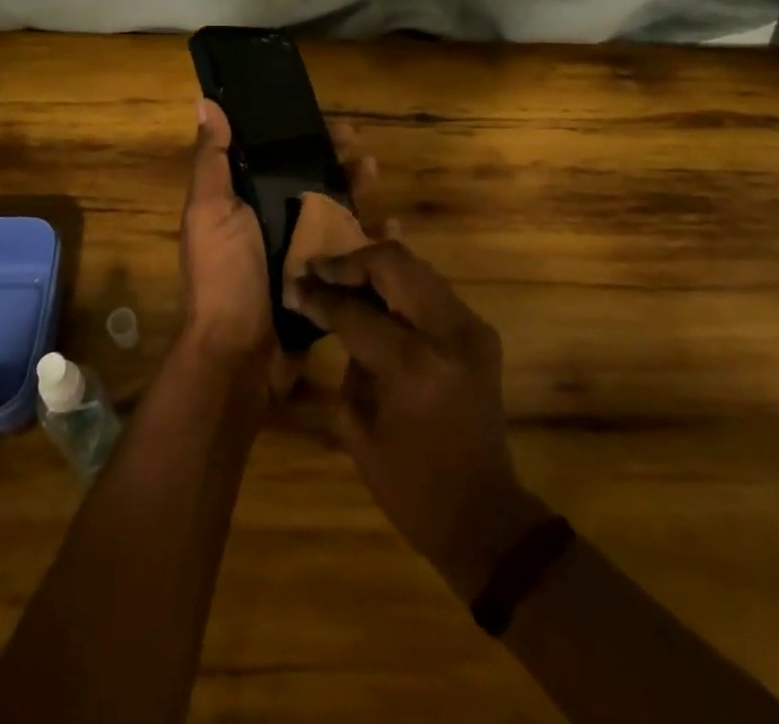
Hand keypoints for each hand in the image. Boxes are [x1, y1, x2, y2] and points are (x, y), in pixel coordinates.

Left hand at [178, 103, 383, 383]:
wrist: (240, 355)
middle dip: (337, 162)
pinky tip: (394, 227)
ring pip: (337, 212)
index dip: (303, 138)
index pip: (278, 159)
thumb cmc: (223, 275)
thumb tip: (206, 102)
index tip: (329, 123)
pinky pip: (353, 254)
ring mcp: (302, 254)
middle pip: (312, 182)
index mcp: (245, 203)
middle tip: (362, 148)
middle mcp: (273, 223)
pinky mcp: (326, 283)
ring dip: (358, 190)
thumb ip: (212, 160)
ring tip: (376, 174)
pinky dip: (374, 238)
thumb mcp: (210, 211)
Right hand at [290, 242, 549, 602]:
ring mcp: (470, 328)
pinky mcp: (480, 331)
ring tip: (343, 276)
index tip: (295, 285)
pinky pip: (433, 288)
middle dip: (350, 262)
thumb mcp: (358, 428)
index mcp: (412, 365)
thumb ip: (345, 361)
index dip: (320, 296)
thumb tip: (328, 313)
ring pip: (416, 267)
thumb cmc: (410, 486)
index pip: (355, 311)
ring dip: (376, 266)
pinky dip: (401, 283)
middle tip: (318, 269)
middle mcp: (446, 333)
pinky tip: (376, 294)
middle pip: (393, 264)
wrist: (484, 515)